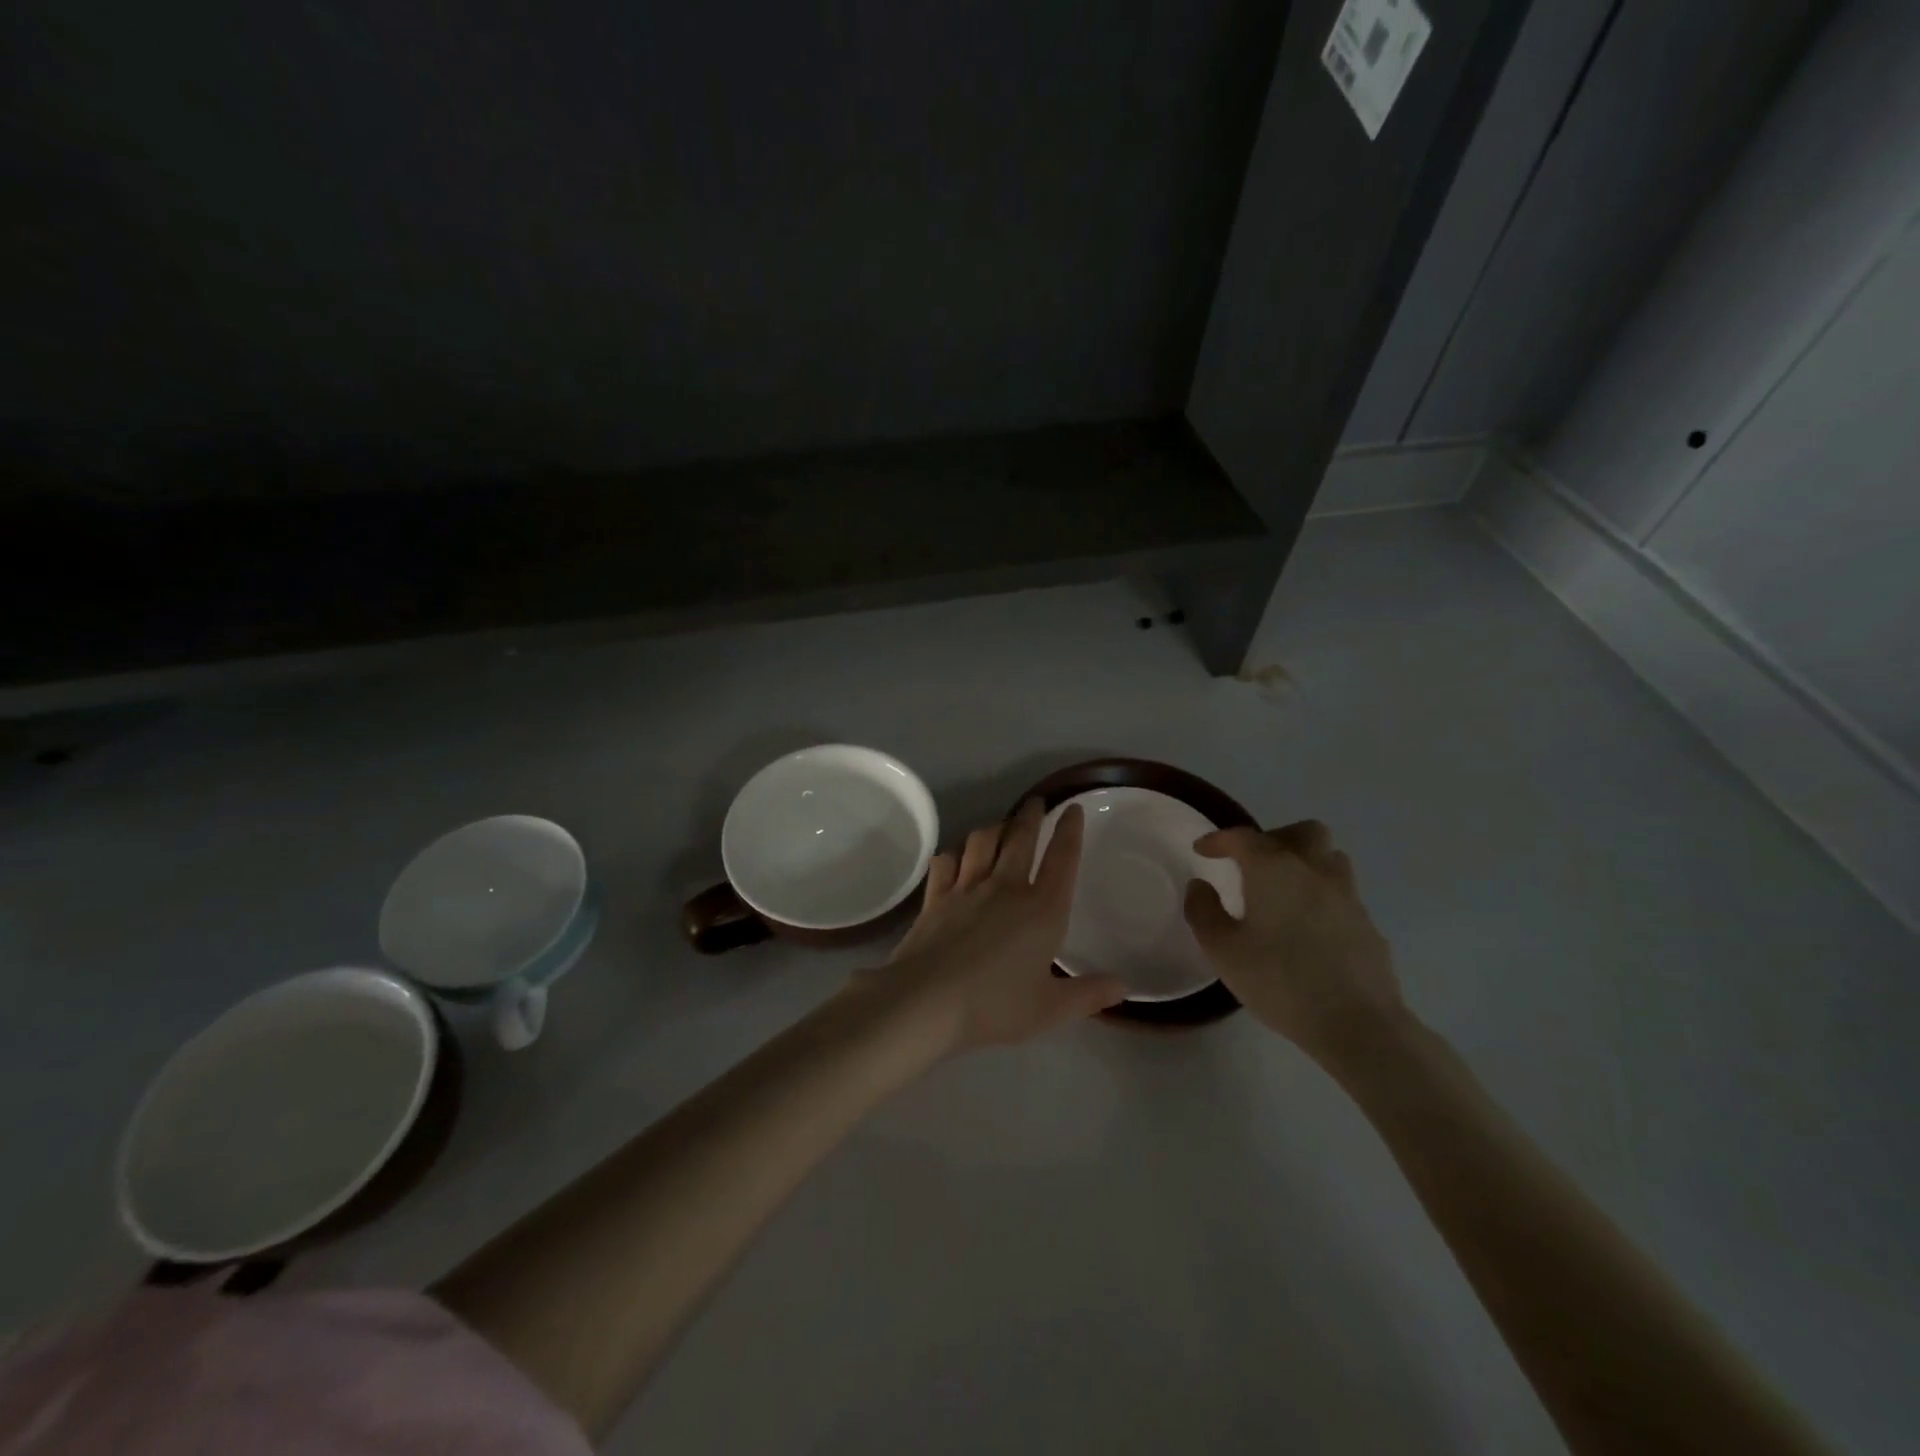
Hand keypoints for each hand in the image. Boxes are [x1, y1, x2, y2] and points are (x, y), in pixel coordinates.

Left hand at [870, 799, 1127, 1052]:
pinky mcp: (935, 897)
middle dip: (1032, 815)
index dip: (1070, 831)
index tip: (1073, 808)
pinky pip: (946, 862)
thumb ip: (1088, 994)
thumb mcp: (1050, 1009)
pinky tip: (955, 857)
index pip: (1062, 859)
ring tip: (1000, 825)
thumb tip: (1123, 986)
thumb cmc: (995, 1005)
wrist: (926, 1000)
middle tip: (1036, 802)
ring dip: (994, 828)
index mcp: (1042, 909)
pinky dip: (954, 854)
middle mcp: (1005, 887)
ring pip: (982, 841)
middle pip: (1020, 838)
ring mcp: (967, 888)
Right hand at [1183, 821, 1404, 1065]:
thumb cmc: (1280, 981)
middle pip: (1302, 832)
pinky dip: (1320, 895)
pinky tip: (1307, 927)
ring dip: (1304, 862)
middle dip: (1273, 838)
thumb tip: (1200, 885)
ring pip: (1328, 858)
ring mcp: (1347, 895)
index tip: (1202, 850)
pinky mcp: (1367, 923)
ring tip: (1282, 890)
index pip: (1243, 837)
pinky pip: (1340, 892)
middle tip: (1252, 863)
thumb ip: (1203, 911)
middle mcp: (1314, 870)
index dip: (1219, 840)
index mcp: (1274, 869)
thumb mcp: (1222, 950)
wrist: (1358, 1023)